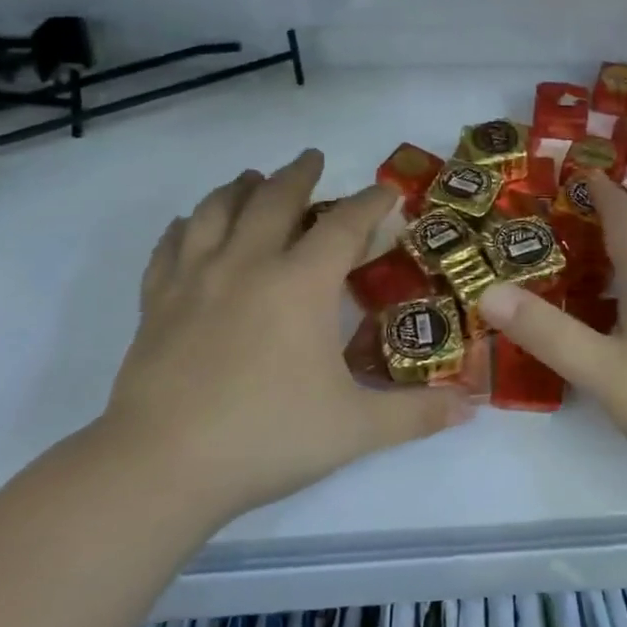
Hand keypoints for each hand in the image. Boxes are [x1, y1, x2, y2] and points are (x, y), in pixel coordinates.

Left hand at [98, 151, 469, 520]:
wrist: (161, 468)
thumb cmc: (267, 437)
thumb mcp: (355, 429)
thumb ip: (415, 414)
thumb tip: (470, 407)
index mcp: (301, 284)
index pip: (344, 225)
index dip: (370, 203)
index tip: (386, 191)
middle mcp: (248, 265)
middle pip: (274, 199)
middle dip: (298, 174)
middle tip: (312, 159)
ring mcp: (195, 280)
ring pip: (216, 211)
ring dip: (238, 188)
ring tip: (251, 178)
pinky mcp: (156, 303)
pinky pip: (169, 247)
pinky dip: (184, 227)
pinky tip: (188, 226)